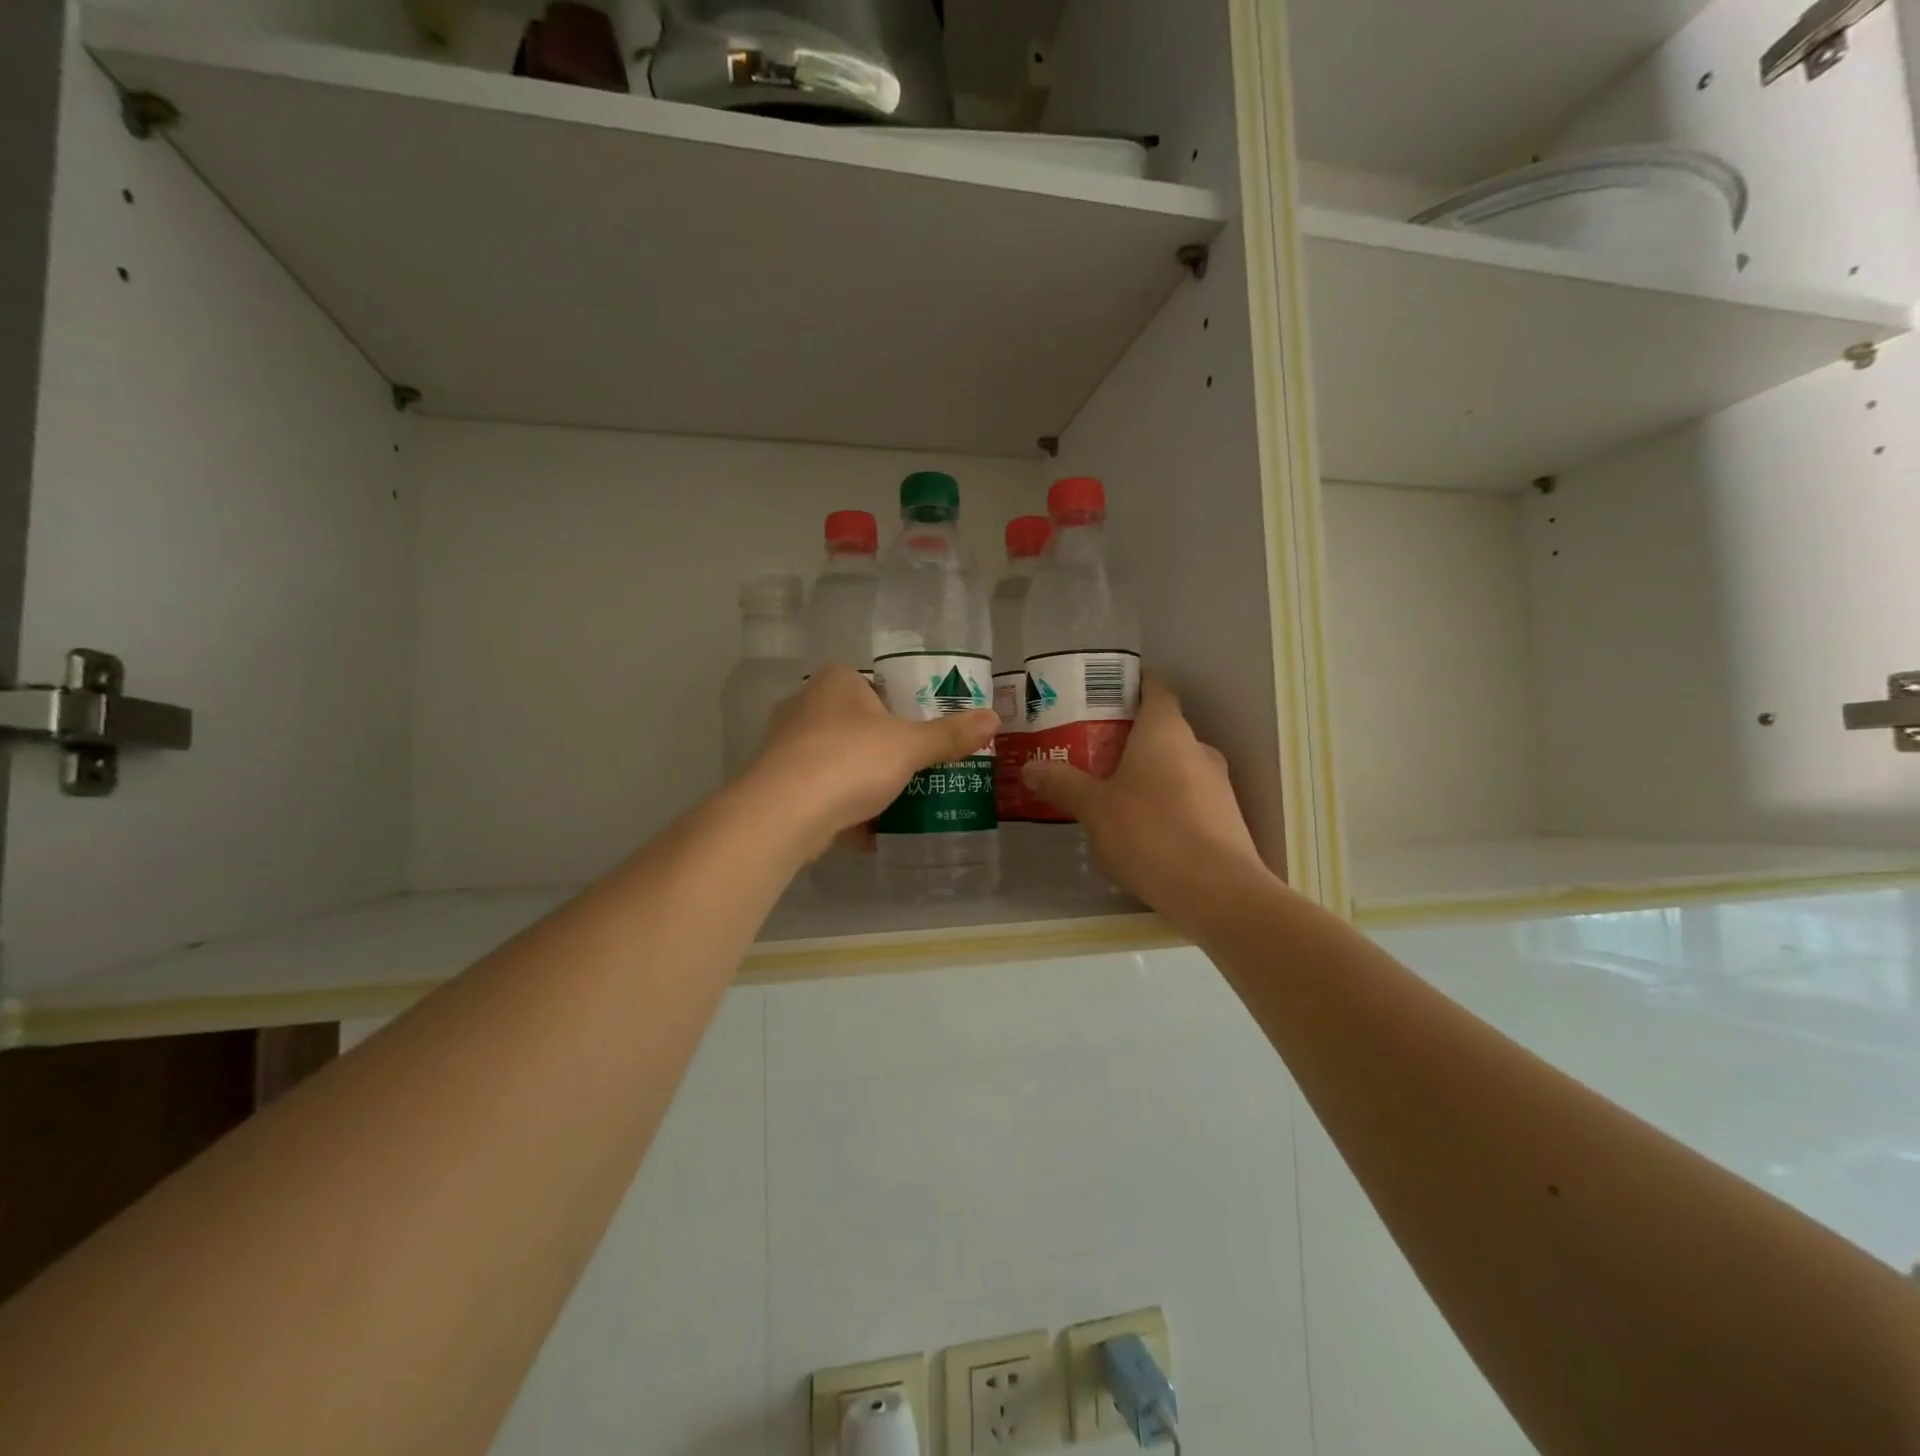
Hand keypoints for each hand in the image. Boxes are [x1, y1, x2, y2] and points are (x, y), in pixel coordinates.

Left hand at [745, 667, 997, 861]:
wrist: (784, 813)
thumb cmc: (851, 760)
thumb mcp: (910, 746)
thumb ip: (950, 735)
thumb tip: (994, 718)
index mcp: (835, 682)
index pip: (873, 684)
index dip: (899, 707)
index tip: (920, 734)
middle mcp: (804, 706)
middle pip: (855, 724)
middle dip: (882, 748)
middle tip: (915, 769)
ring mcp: (786, 746)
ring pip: (837, 760)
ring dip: (862, 781)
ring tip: (896, 801)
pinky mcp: (777, 784)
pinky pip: (821, 791)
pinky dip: (843, 809)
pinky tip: (869, 832)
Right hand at [1021, 676, 1268, 917]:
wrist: (1217, 893)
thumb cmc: (1149, 832)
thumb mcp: (1094, 808)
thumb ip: (1063, 784)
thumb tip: (1030, 767)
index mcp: (1166, 731)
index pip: (1155, 688)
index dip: (1131, 685)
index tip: (1102, 694)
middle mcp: (1197, 748)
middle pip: (1162, 729)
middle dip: (1129, 737)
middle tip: (1090, 750)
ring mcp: (1217, 784)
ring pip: (1176, 766)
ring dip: (1147, 773)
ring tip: (1109, 793)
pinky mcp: (1226, 819)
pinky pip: (1188, 798)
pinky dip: (1165, 803)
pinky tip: (1141, 830)